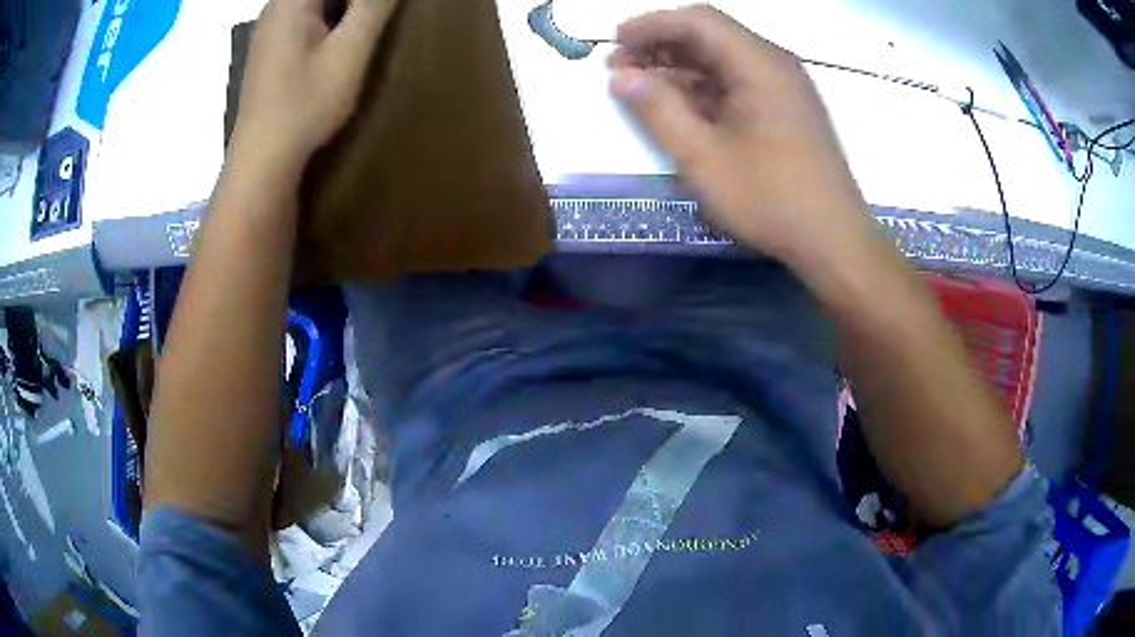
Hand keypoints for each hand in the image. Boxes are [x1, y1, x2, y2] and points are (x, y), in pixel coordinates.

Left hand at [231, 0, 397, 171]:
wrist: (262, 159)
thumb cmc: (304, 104)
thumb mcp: (349, 51)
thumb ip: (373, 5)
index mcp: (292, 0)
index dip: (363, 0)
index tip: (380, 12)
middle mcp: (276, 6)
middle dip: (356, 3)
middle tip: (378, 18)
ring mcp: (271, 27)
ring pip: (317, 3)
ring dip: (347, 9)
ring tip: (367, 26)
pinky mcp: (271, 46)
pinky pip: (306, 16)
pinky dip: (331, 19)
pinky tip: (342, 40)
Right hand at [609, 5, 874, 267]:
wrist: (834, 241)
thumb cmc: (771, 200)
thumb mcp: (703, 159)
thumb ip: (658, 110)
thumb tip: (620, 76)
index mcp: (759, 64)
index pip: (697, 21)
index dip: (651, 25)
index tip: (614, 42)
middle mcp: (775, 64)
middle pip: (710, 35)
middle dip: (661, 45)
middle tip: (622, 69)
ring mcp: (785, 86)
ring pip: (724, 59)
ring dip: (681, 67)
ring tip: (643, 87)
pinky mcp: (788, 108)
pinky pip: (740, 81)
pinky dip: (705, 86)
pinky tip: (681, 105)